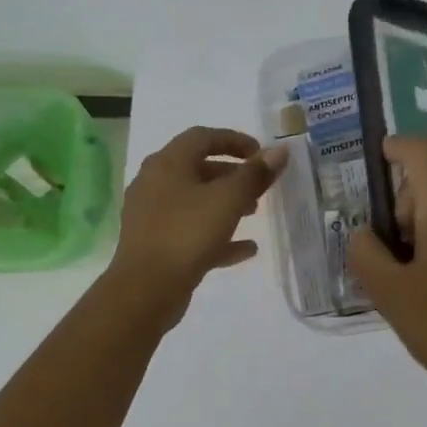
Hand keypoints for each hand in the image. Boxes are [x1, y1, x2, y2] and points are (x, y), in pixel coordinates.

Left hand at [107, 127, 285, 328]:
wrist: (146, 289)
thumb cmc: (187, 234)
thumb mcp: (228, 200)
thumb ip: (255, 174)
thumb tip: (280, 151)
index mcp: (167, 164)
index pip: (203, 137)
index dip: (235, 140)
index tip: (261, 153)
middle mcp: (155, 183)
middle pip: (198, 169)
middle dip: (232, 175)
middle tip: (259, 186)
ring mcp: (152, 216)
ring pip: (195, 201)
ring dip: (226, 204)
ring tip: (254, 214)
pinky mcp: (156, 244)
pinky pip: (191, 231)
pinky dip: (218, 235)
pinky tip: (246, 249)